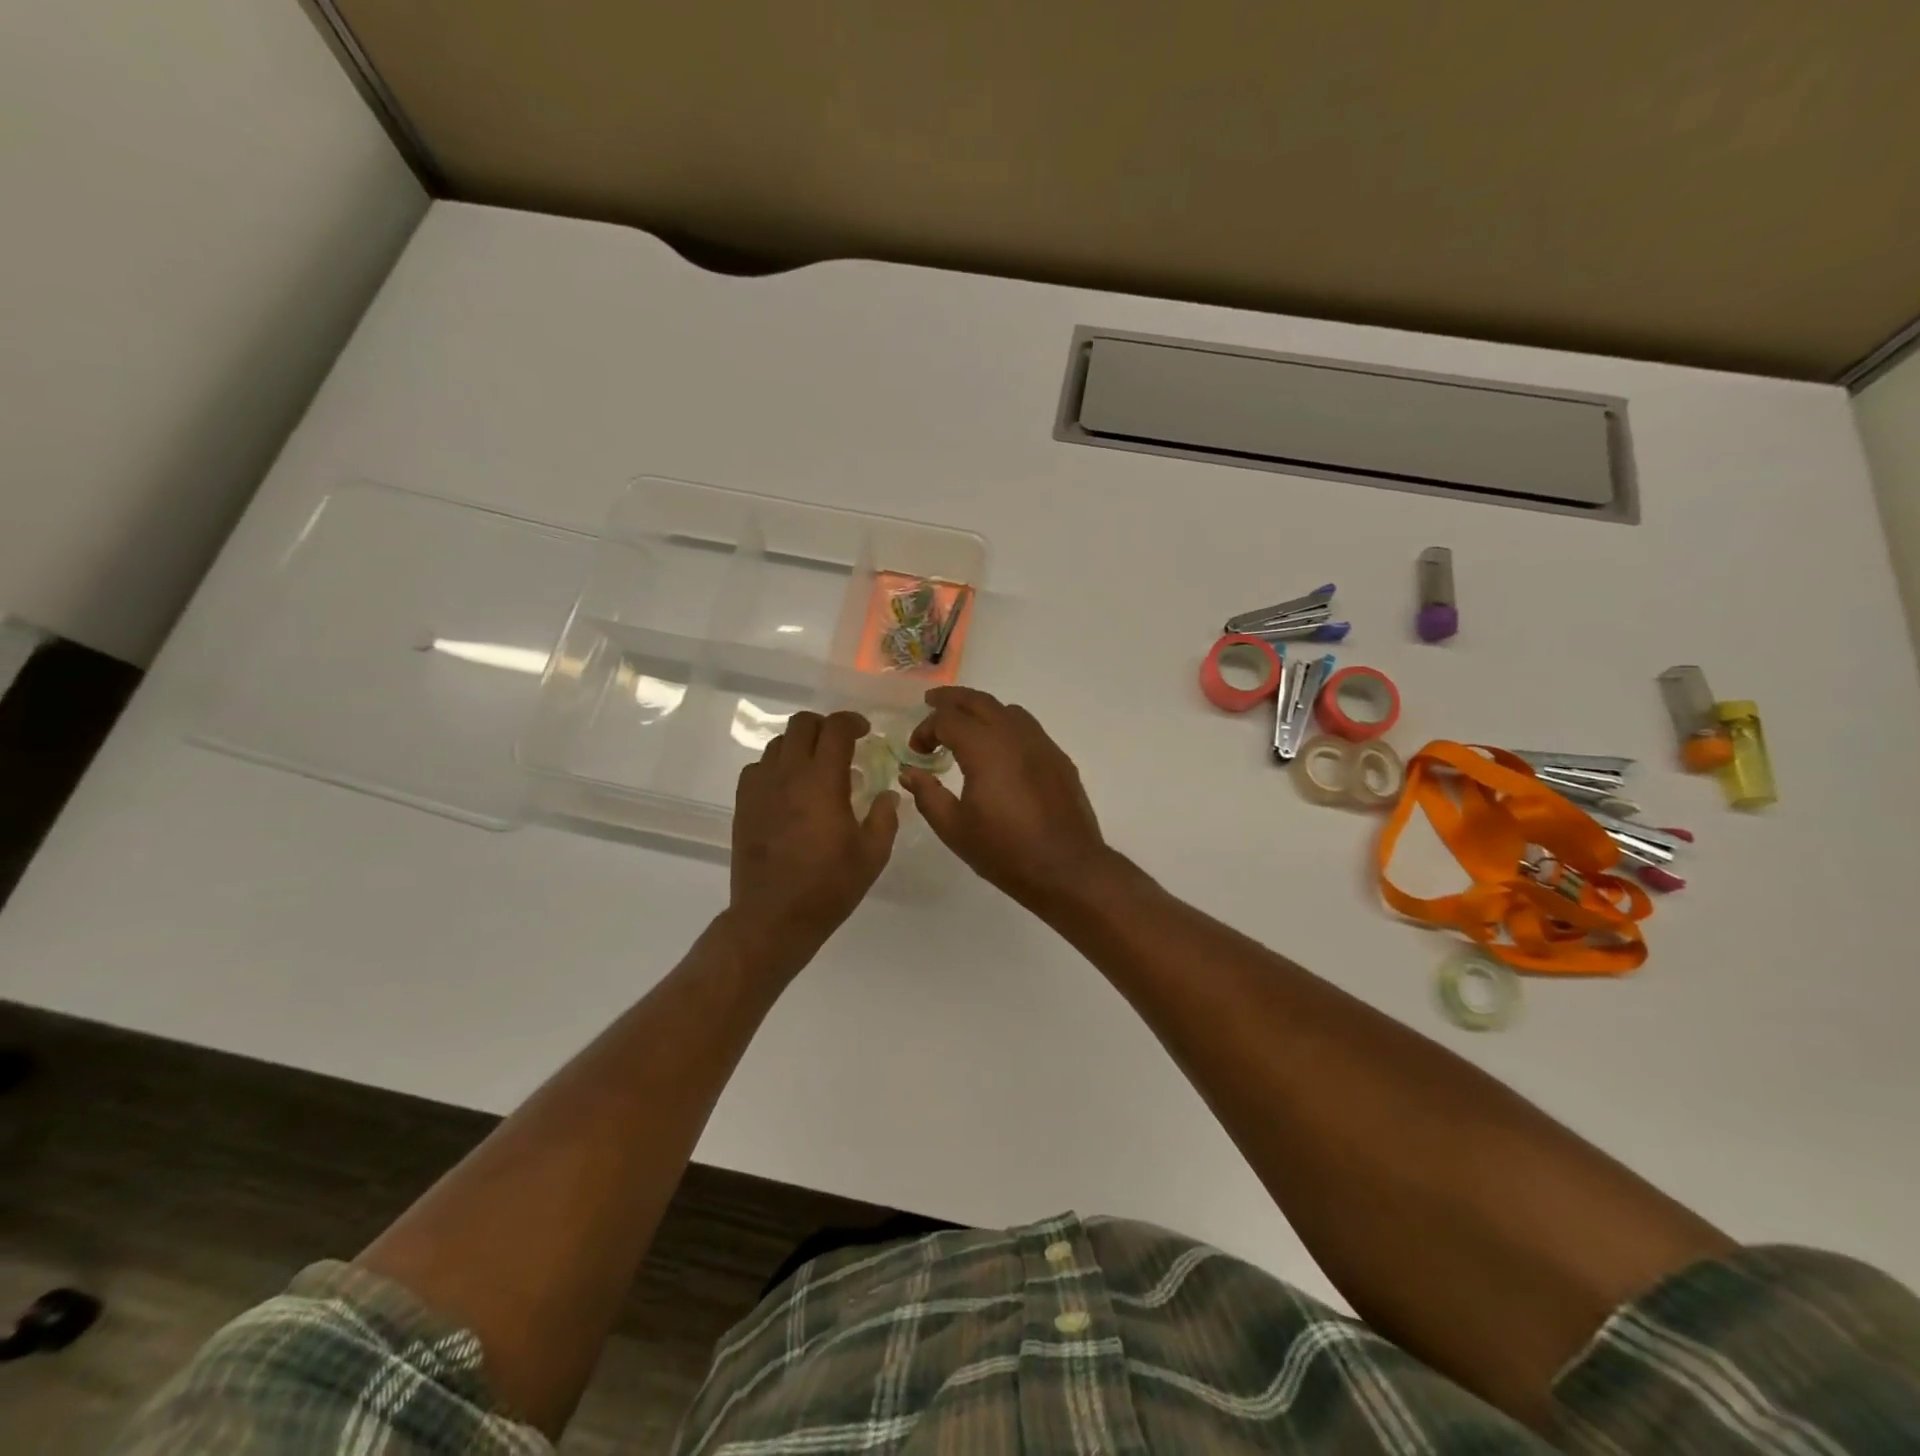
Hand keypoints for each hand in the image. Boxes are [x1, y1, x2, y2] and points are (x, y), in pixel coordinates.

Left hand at [729, 710, 898, 974]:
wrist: (773, 918)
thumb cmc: (828, 886)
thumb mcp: (872, 855)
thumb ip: (885, 817)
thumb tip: (887, 794)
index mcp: (822, 781)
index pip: (835, 729)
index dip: (852, 722)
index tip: (865, 731)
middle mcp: (788, 774)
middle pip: (801, 724)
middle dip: (825, 725)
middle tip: (842, 744)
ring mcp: (760, 787)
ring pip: (778, 743)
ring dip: (800, 745)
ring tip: (816, 766)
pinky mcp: (744, 804)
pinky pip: (758, 767)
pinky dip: (777, 766)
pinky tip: (789, 788)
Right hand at [899, 688, 1113, 912]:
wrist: (1067, 869)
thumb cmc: (1005, 851)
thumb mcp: (954, 828)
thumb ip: (927, 794)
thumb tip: (909, 772)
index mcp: (985, 748)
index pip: (947, 719)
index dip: (926, 729)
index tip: (916, 752)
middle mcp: (1014, 735)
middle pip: (979, 701)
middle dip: (951, 700)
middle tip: (931, 703)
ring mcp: (1041, 744)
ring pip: (1007, 710)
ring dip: (981, 711)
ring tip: (965, 727)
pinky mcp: (1058, 758)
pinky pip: (1028, 728)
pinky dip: (1005, 727)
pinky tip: (999, 752)